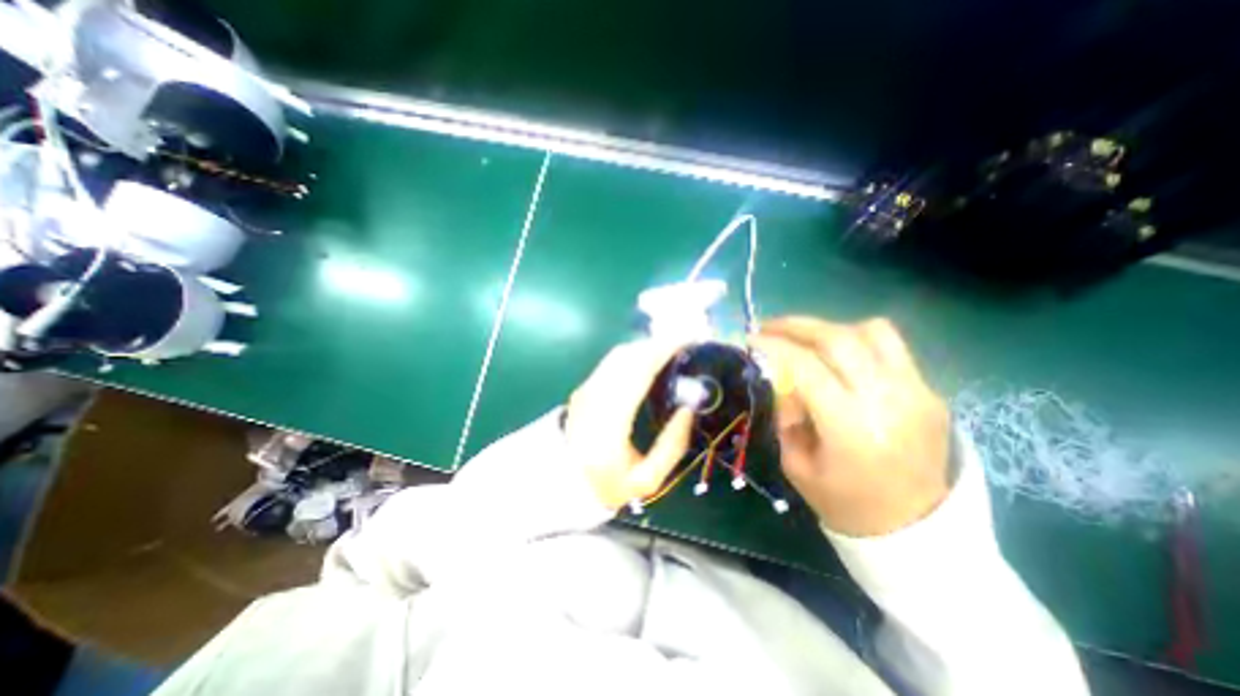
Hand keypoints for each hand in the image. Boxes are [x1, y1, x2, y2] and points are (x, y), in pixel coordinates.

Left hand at [567, 337, 695, 508]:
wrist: (563, 483)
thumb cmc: (606, 485)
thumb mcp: (647, 479)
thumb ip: (672, 445)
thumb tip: (689, 410)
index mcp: (610, 422)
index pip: (638, 372)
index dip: (663, 352)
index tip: (687, 342)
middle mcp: (595, 397)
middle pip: (628, 356)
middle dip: (657, 344)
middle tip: (684, 345)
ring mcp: (586, 390)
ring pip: (618, 354)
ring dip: (645, 347)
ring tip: (671, 350)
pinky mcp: (584, 387)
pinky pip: (612, 361)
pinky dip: (634, 354)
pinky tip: (649, 360)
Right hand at [751, 318, 950, 534]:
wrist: (917, 530)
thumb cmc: (845, 503)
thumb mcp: (796, 464)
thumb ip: (786, 415)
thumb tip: (781, 378)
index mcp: (851, 427)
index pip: (806, 366)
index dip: (774, 346)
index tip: (750, 339)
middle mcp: (888, 400)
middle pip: (839, 338)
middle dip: (796, 325)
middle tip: (769, 327)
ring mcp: (916, 392)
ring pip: (871, 331)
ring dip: (829, 329)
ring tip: (805, 339)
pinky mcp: (930, 391)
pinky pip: (890, 348)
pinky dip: (856, 341)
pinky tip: (837, 358)